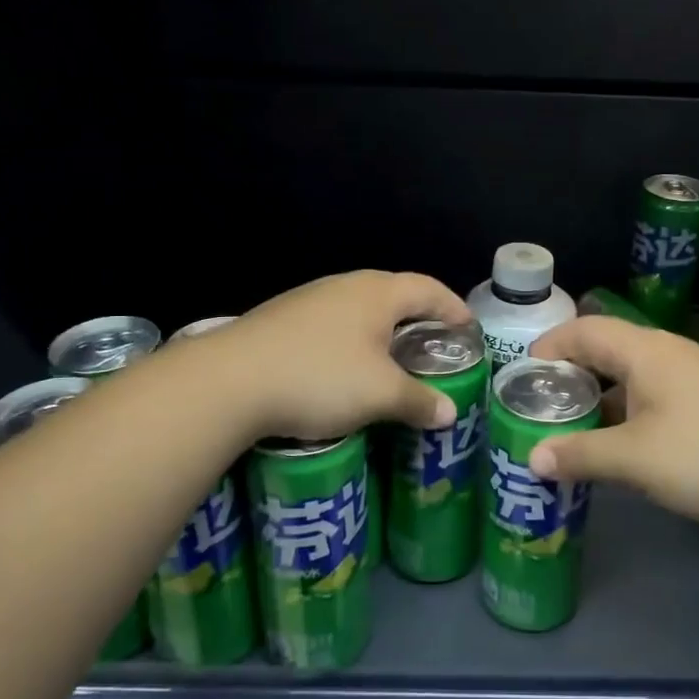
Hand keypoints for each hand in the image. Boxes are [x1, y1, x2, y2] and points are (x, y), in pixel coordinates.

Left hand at [207, 271, 472, 442]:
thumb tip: (449, 412)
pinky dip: (352, 343)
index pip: (428, 288)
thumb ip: (419, 401)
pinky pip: (332, 326)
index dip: (453, 307)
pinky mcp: (282, 320)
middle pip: (394, 294)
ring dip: (382, 333)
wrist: (229, 381)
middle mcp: (345, 286)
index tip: (468, 330)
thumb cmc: (320, 377)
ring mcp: (309, 300)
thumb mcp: (380, 394)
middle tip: (434, 348)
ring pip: (360, 311)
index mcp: (377, 293)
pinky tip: (345, 371)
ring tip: (393, 362)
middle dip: (418, 319)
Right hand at [526, 317, 698, 528]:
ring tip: (573, 428)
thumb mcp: (635, 459)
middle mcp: (666, 353)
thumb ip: (581, 455)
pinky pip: (653, 395)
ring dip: (599, 397)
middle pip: (605, 349)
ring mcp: (693, 377)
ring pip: (631, 376)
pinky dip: (626, 412)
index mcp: (644, 351)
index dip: (549, 347)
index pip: (583, 331)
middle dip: (570, 375)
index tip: (522, 378)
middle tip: (541, 407)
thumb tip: (532, 458)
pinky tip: (622, 445)